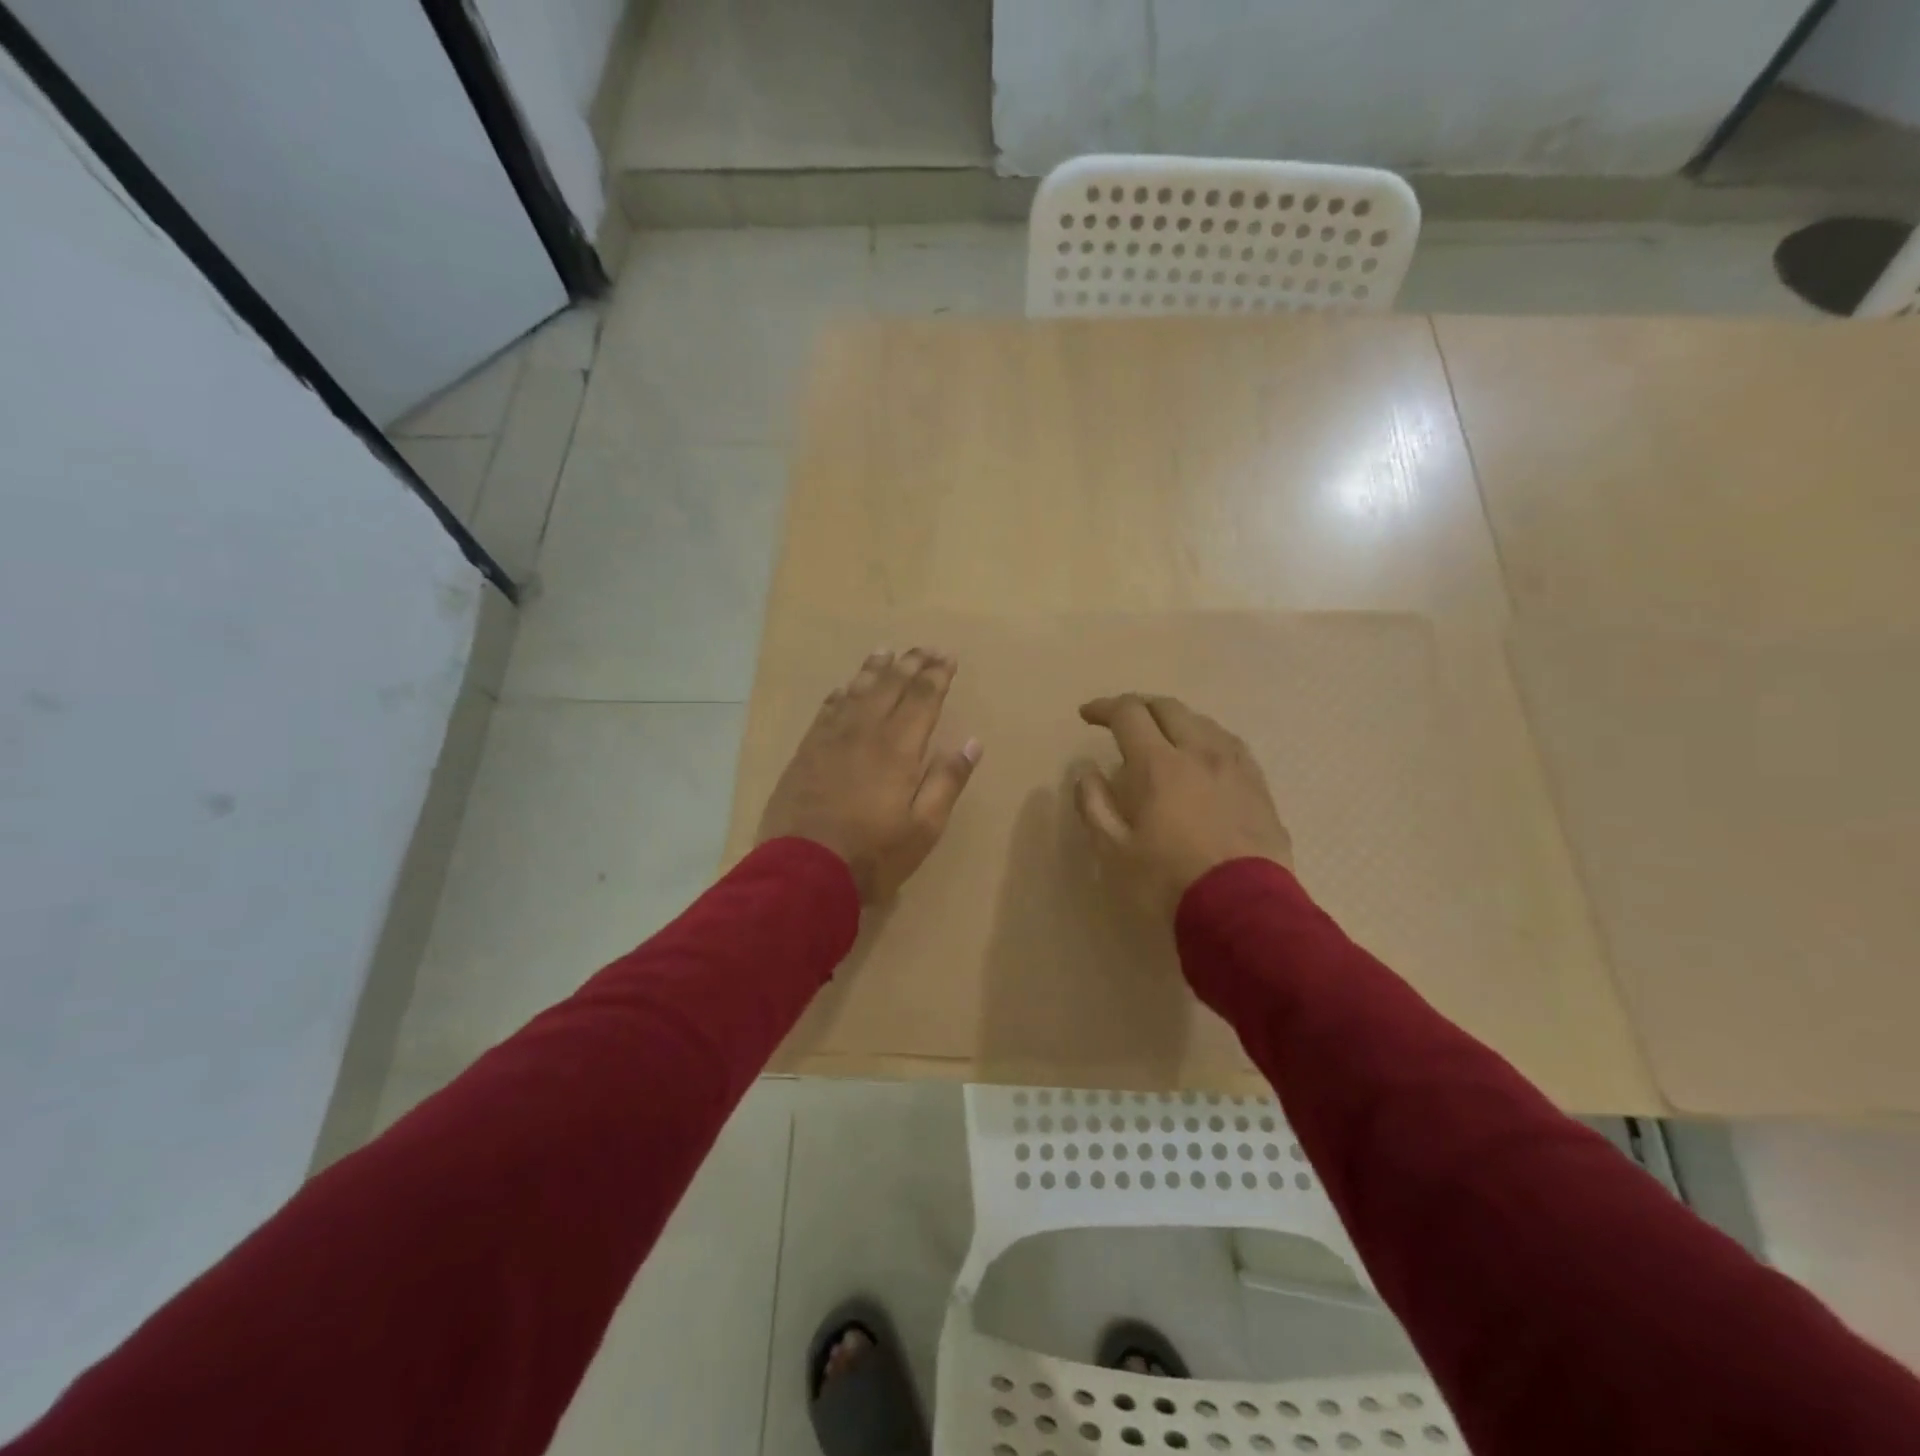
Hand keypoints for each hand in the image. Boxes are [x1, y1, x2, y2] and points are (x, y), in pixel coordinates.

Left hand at [757, 648, 981, 903]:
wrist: (803, 872)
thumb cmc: (873, 854)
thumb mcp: (924, 827)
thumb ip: (947, 781)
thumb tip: (971, 742)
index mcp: (898, 748)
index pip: (922, 699)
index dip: (936, 676)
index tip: (947, 657)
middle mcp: (864, 732)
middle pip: (890, 687)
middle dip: (910, 664)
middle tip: (924, 647)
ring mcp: (830, 740)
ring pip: (855, 692)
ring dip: (874, 670)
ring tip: (886, 652)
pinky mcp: (805, 753)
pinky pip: (825, 712)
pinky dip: (839, 695)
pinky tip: (843, 688)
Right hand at [1074, 693, 1292, 919]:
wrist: (1243, 912)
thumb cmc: (1168, 882)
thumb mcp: (1114, 851)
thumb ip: (1095, 805)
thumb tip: (1087, 772)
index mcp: (1158, 764)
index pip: (1128, 714)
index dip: (1104, 708)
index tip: (1087, 715)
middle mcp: (1198, 752)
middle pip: (1168, 708)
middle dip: (1139, 706)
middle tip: (1122, 720)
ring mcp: (1234, 767)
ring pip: (1203, 722)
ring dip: (1175, 720)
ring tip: (1163, 736)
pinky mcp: (1259, 786)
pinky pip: (1230, 744)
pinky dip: (1207, 738)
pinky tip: (1205, 755)